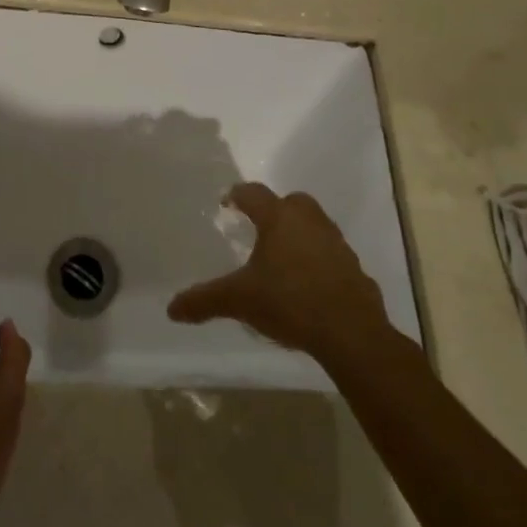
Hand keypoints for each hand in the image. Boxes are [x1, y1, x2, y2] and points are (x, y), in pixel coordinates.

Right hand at [167, 184, 399, 369]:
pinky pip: (331, 254)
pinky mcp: (355, 267)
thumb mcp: (239, 301)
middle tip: (259, 229)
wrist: (350, 333)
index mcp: (279, 218)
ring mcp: (336, 243)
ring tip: (282, 258)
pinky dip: (319, 261)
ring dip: (299, 234)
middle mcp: (309, 221)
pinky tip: (309, 284)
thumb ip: (204, 300)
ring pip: (314, 226)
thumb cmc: (289, 302)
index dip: (237, 196)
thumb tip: (171, 309)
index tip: (227, 203)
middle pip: (291, 202)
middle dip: (275, 210)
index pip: (253, 193)